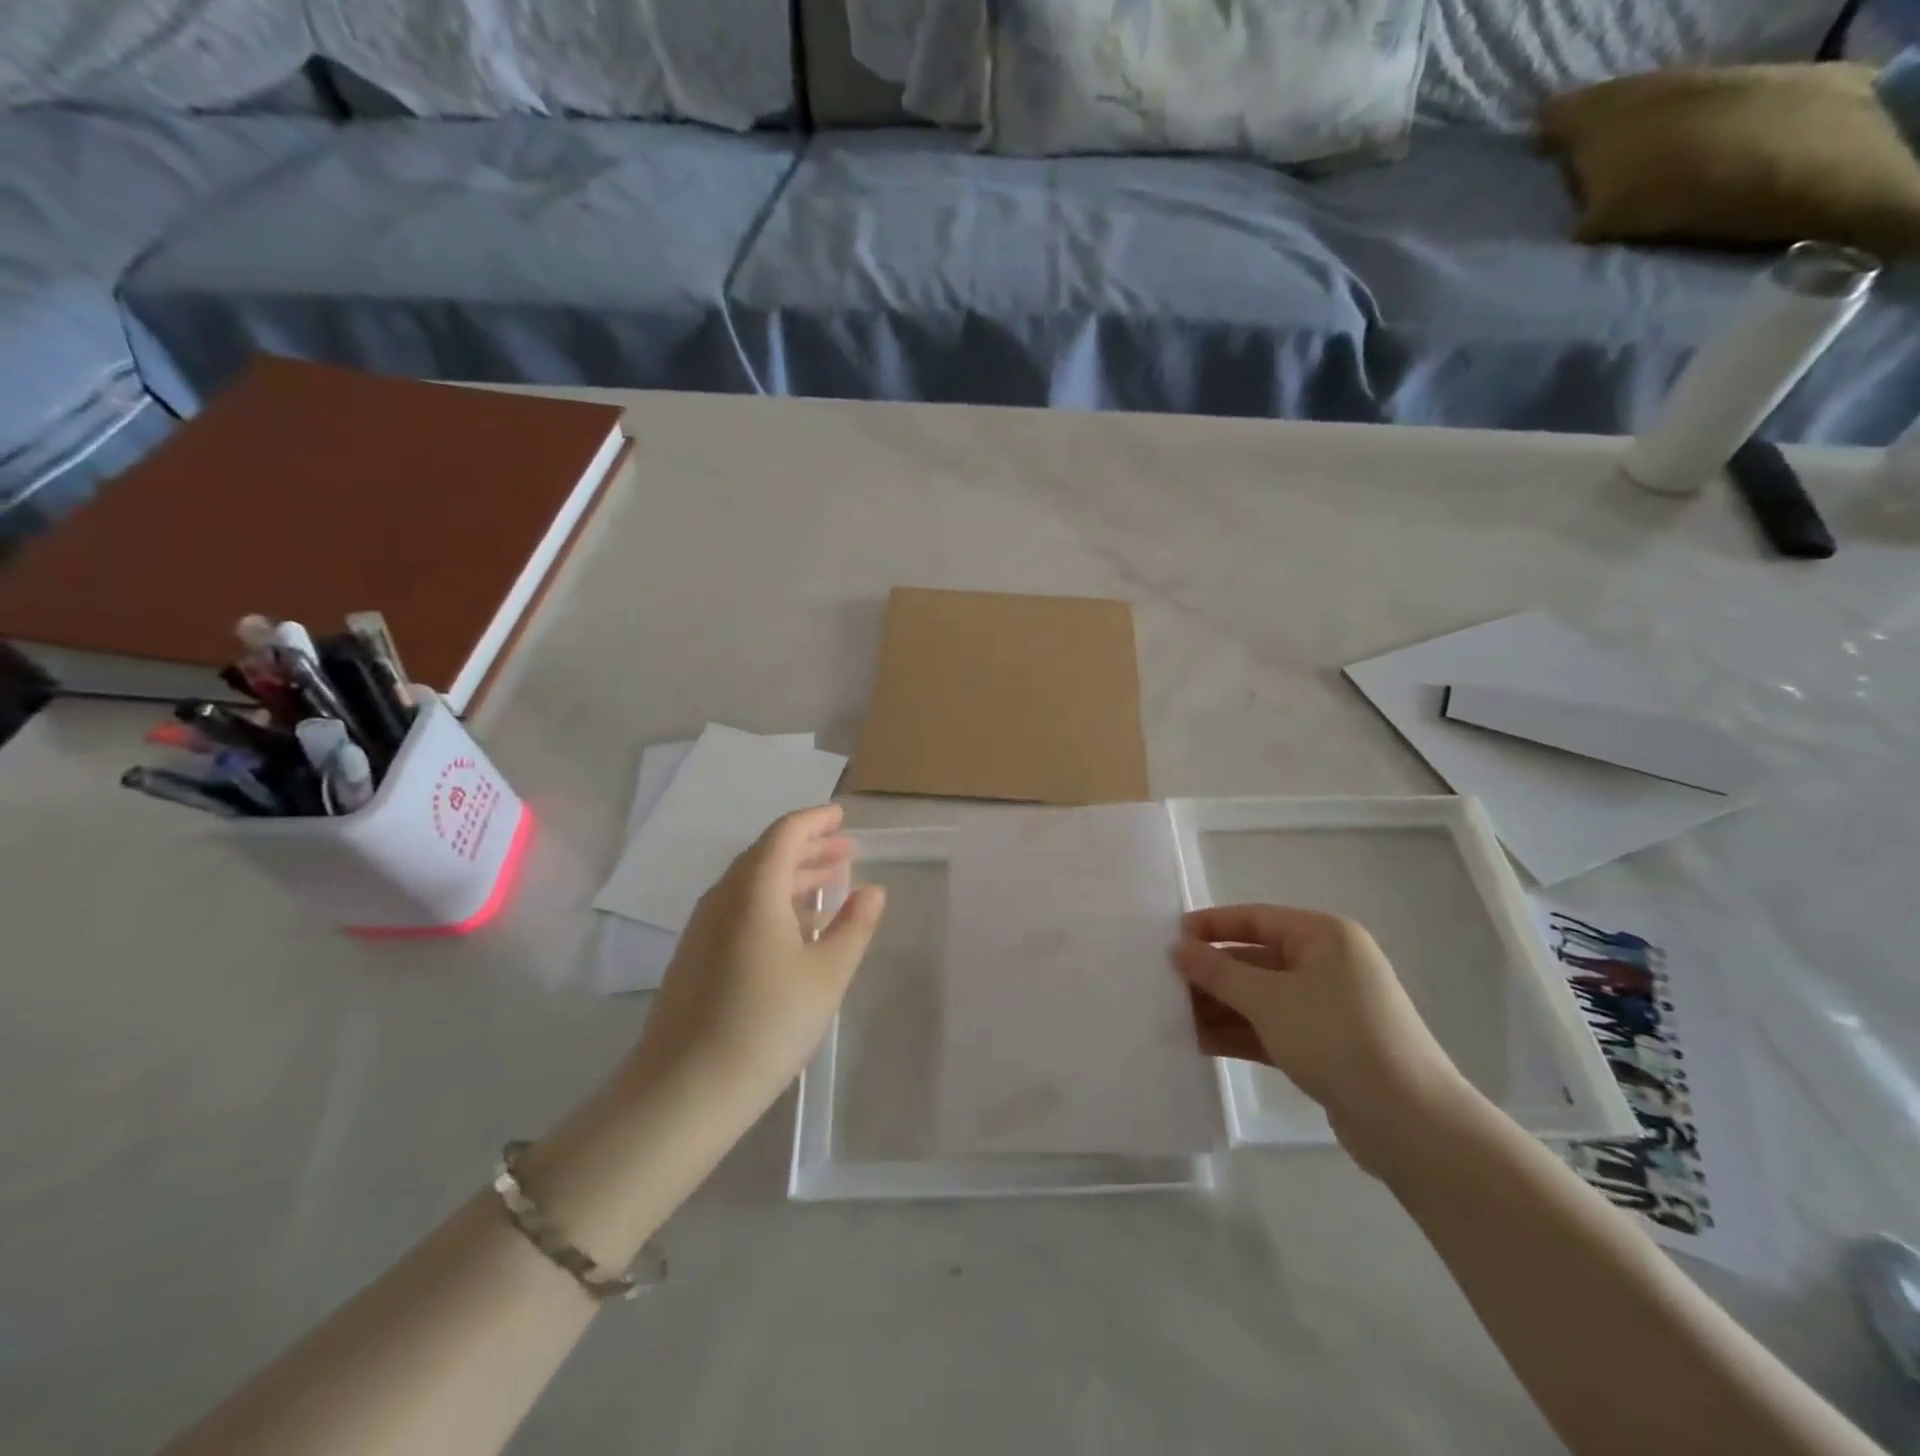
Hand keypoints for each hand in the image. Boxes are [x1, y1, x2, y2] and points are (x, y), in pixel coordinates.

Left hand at [628, 805, 885, 1121]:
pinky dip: (773, 902)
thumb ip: (854, 926)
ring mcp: (704, 928)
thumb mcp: (826, 974)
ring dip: (792, 876)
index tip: (842, 816)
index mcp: (753, 891)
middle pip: (767, 855)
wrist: (684, 1090)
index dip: (815, 820)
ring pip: (752, 883)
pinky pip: (740, 908)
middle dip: (809, 848)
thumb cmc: (767, 1024)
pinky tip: (796, 928)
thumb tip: (872, 890)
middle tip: (846, 850)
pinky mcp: (696, 955)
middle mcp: (723, 898)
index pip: (785, 834)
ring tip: (830, 882)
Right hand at [1173, 905, 1468, 1155]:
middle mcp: (1327, 964)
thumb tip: (1178, 949)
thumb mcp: (1269, 1000)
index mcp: (1323, 936)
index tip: (1169, 938)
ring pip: (1260, 997)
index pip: (1256, 918)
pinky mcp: (1324, 1046)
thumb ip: (1218, 972)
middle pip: (1255, 958)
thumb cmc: (1337, 1039)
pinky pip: (1271, 1027)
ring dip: (1220, 1006)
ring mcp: (1327, 1007)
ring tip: (1174, 1018)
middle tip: (1164, 984)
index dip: (1211, 925)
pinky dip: (1239, 1032)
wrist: (1411, 1124)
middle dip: (1211, 973)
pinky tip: (1199, 1043)